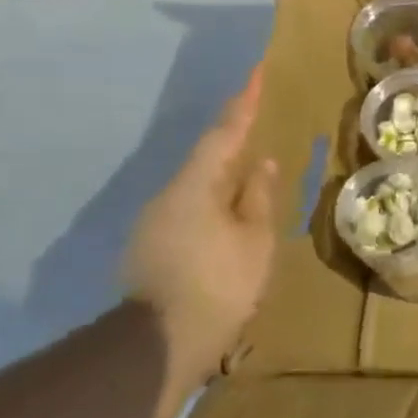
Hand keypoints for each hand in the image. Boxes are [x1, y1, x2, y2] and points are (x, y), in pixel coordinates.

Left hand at [122, 67, 279, 399]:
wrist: (161, 343)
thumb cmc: (220, 283)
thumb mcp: (255, 238)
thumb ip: (258, 196)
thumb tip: (262, 161)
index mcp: (195, 186)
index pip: (223, 134)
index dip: (243, 104)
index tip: (255, 73)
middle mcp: (168, 196)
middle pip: (207, 158)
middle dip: (234, 139)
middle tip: (263, 122)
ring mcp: (156, 223)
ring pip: (199, 186)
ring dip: (226, 175)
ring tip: (256, 172)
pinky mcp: (154, 247)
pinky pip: (193, 209)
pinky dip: (217, 201)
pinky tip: (234, 214)